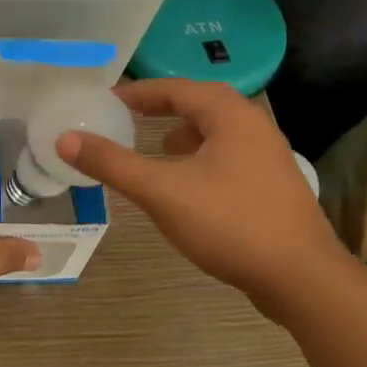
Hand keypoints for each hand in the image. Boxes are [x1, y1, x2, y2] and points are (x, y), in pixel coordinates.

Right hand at [55, 78, 346, 315]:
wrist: (302, 278)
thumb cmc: (230, 223)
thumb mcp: (161, 191)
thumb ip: (112, 163)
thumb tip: (64, 138)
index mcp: (230, 115)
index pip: (175, 88)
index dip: (137, 92)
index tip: (105, 100)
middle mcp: (253, 126)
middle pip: (198, 104)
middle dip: (160, 109)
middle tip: (124, 118)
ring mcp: (268, 157)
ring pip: (215, 132)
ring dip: (181, 134)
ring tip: (153, 148)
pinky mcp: (271, 186)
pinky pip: (226, 156)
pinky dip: (198, 158)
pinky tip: (185, 185)